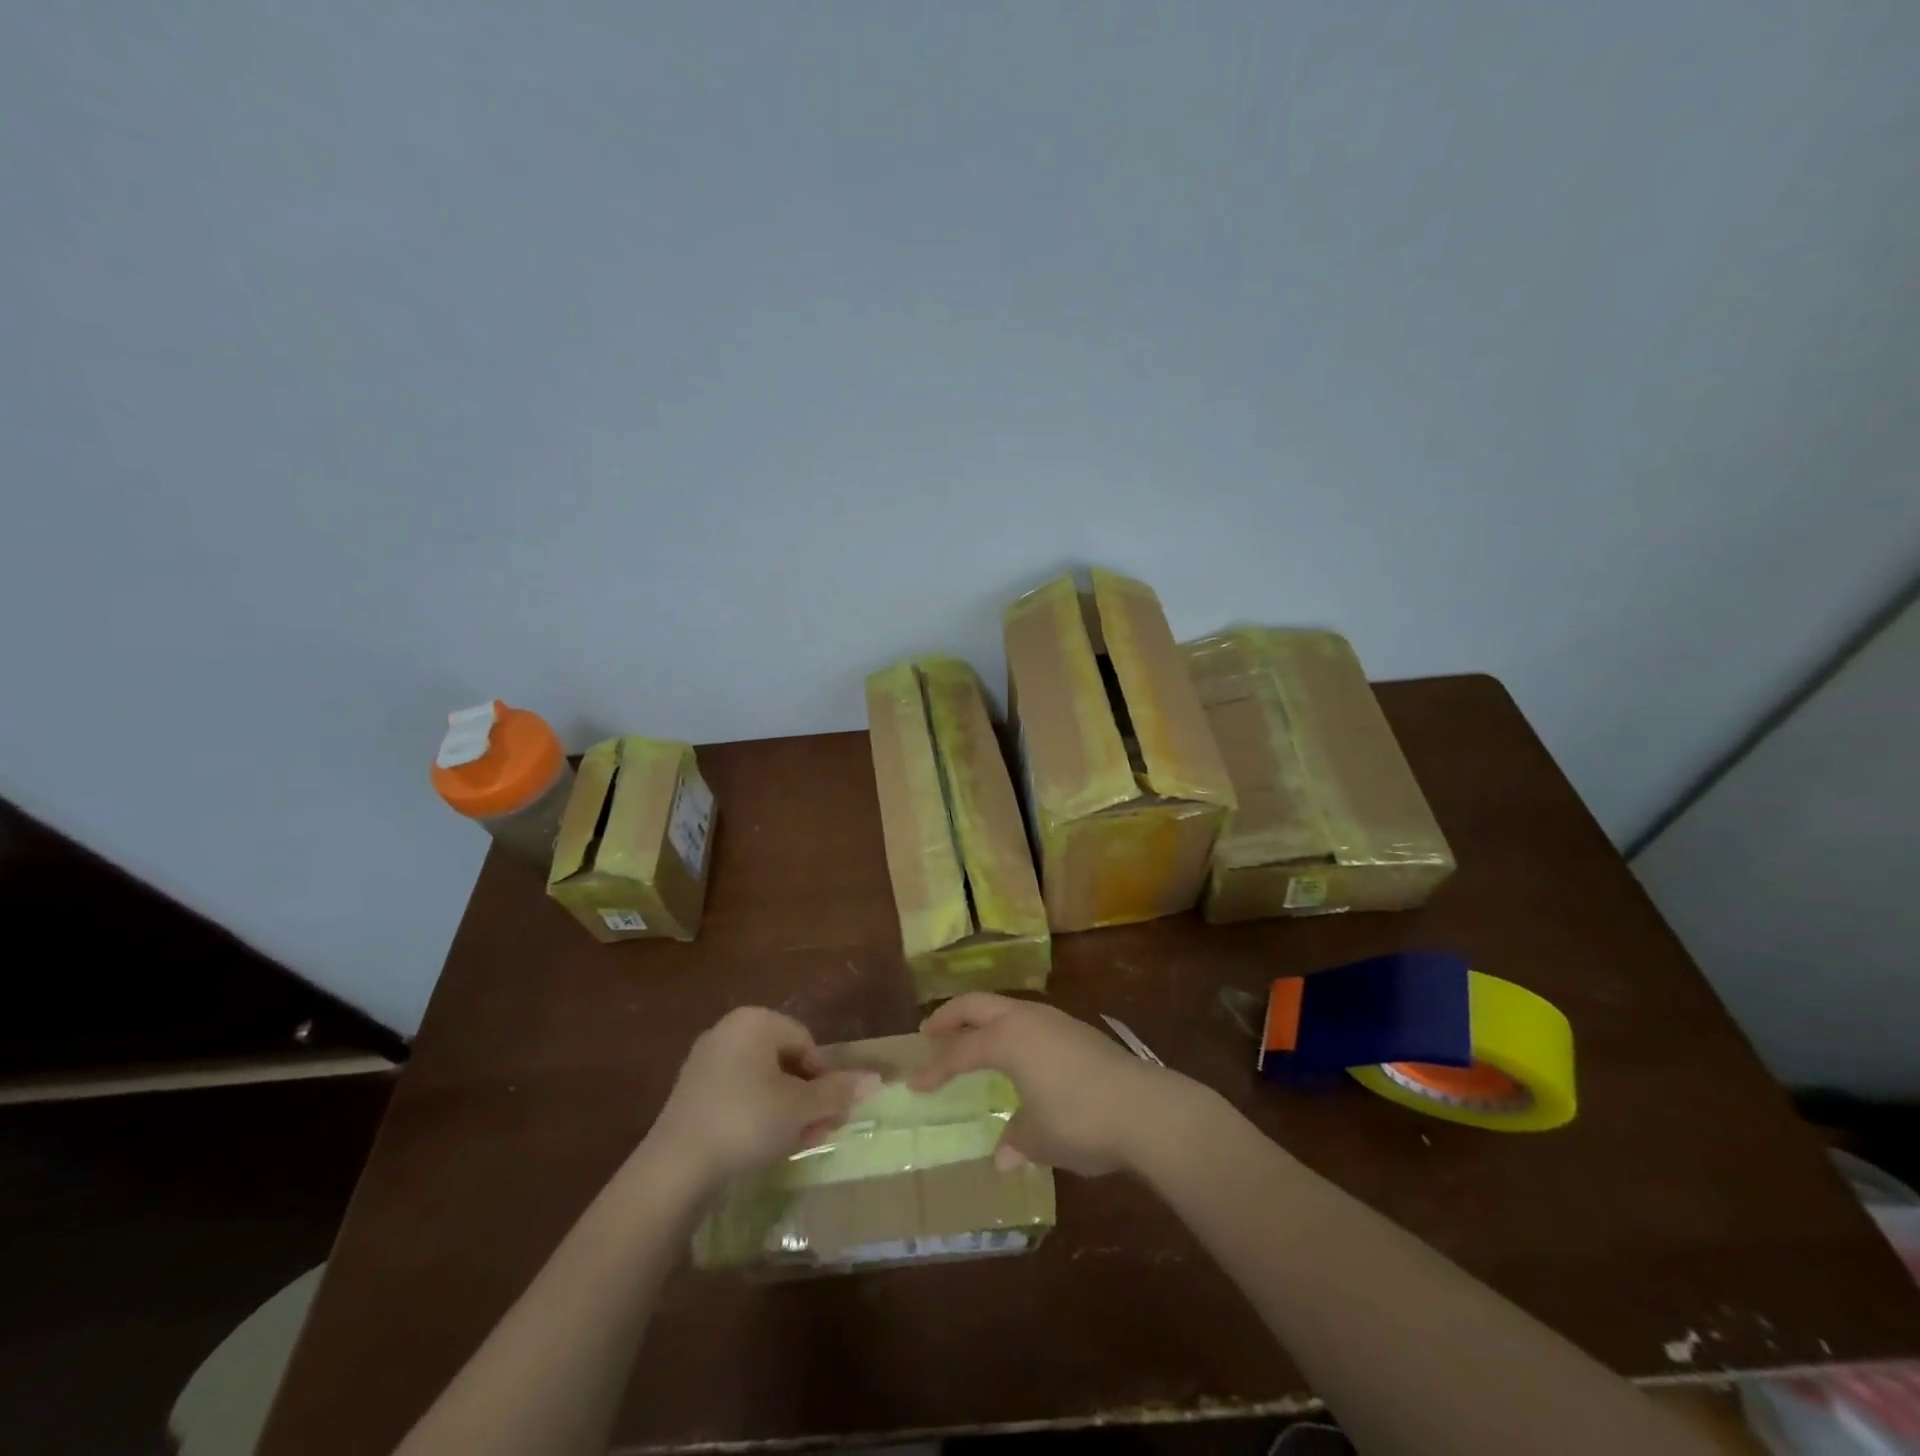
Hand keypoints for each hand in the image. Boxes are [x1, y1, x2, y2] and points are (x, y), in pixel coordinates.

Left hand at [645, 1008, 878, 1188]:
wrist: (676, 1168)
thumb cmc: (747, 1122)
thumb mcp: (800, 1108)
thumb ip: (838, 1092)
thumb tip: (877, 1079)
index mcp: (754, 1021)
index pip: (806, 1042)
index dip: (824, 1078)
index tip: (831, 1113)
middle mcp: (728, 1030)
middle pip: (784, 1061)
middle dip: (807, 1097)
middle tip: (818, 1131)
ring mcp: (706, 1061)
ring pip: (762, 1081)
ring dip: (786, 1110)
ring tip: (796, 1144)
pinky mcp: (691, 1092)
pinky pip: (737, 1095)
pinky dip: (757, 1115)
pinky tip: (764, 1146)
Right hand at [912, 993, 1191, 1175]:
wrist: (1144, 1108)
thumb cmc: (1079, 1121)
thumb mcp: (1040, 1138)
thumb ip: (1016, 1140)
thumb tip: (1002, 1156)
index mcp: (1008, 1039)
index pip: (961, 1052)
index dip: (936, 1069)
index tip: (914, 1083)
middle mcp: (1027, 1020)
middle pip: (979, 1005)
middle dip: (951, 1016)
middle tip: (929, 1031)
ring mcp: (1056, 1021)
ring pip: (1007, 1008)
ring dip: (983, 1020)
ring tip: (970, 1038)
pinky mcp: (1078, 1032)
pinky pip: (1030, 1021)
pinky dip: (1010, 1031)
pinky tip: (1017, 1054)